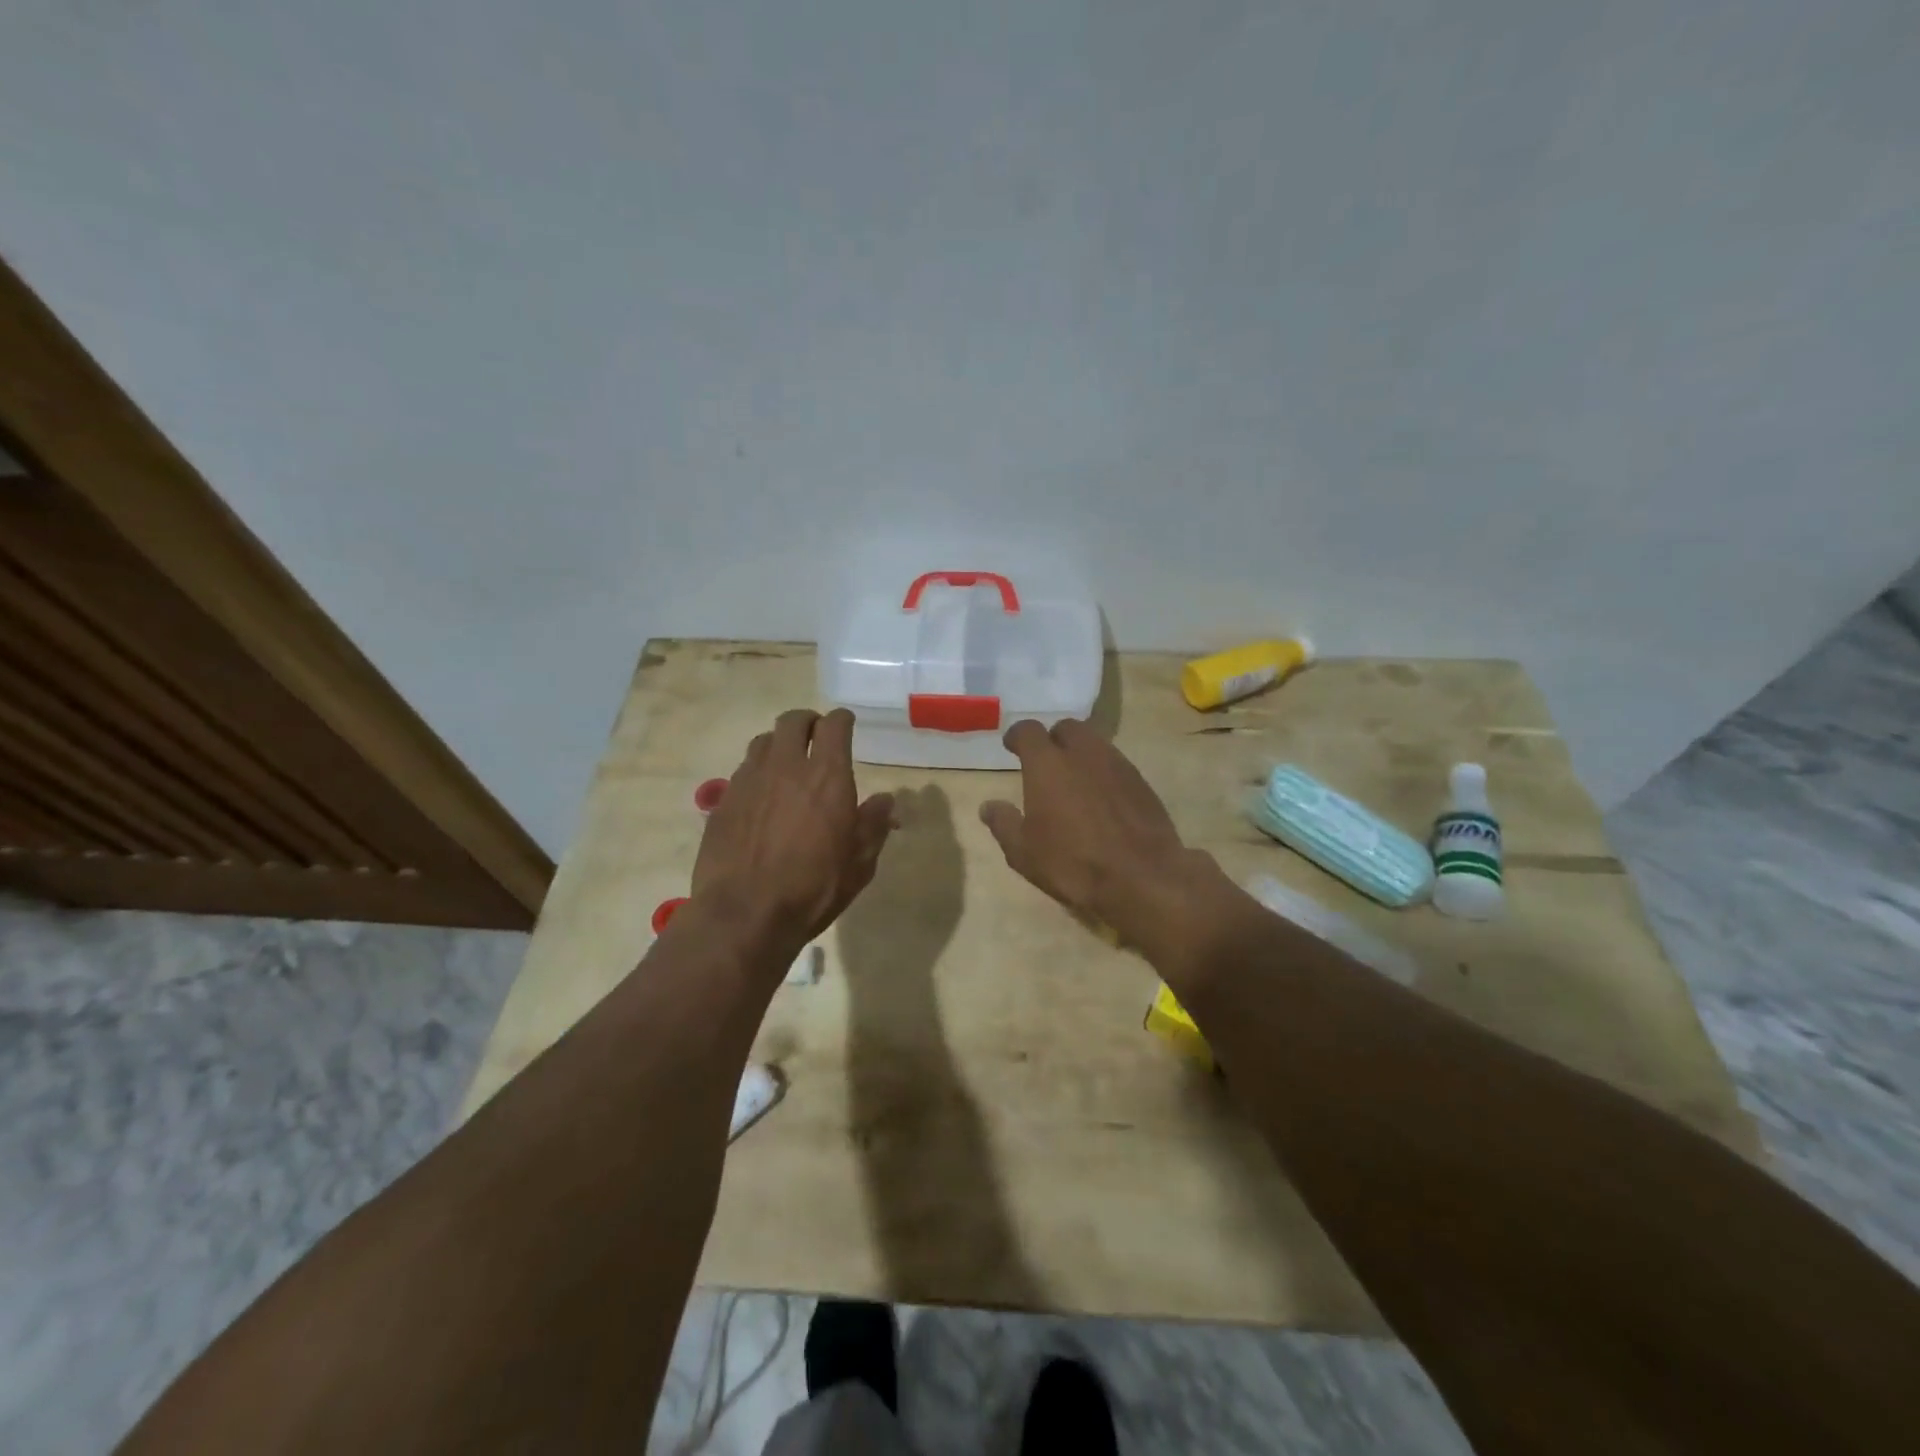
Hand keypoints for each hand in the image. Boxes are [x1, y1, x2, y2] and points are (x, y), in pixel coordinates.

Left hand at [693, 708, 894, 953]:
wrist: (744, 914)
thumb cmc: (813, 889)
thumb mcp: (860, 863)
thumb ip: (874, 824)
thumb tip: (885, 801)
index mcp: (827, 776)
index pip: (834, 725)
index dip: (842, 720)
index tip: (846, 725)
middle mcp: (786, 767)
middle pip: (793, 721)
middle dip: (808, 722)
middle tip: (816, 736)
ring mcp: (749, 781)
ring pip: (763, 741)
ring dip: (779, 744)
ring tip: (787, 764)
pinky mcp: (723, 801)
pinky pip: (743, 771)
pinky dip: (757, 773)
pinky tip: (762, 797)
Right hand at [980, 719, 1221, 957]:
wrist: (1142, 877)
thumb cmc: (1073, 863)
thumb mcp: (1024, 852)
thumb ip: (1003, 824)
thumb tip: (989, 806)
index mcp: (1048, 764)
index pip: (1029, 730)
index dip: (1018, 736)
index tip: (1011, 746)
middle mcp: (1083, 753)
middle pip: (1066, 728)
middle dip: (1053, 739)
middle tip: (1045, 762)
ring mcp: (1117, 764)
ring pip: (1094, 743)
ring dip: (1080, 754)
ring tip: (1073, 781)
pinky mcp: (1141, 782)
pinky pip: (1115, 764)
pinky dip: (1103, 772)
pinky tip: (1100, 799)